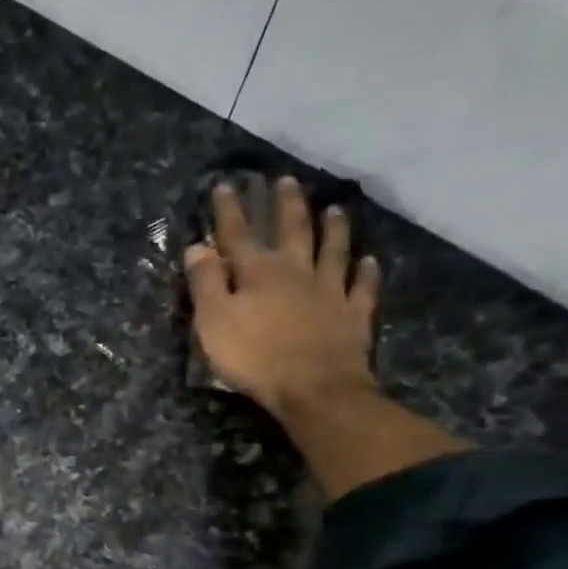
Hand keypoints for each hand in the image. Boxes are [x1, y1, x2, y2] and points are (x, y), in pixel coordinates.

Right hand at [184, 176, 380, 417]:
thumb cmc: (254, 357)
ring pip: (333, 251)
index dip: (229, 210)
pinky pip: (362, 288)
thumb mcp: (214, 321)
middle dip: (286, 205)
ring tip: (335, 209)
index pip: (239, 234)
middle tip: (285, 180)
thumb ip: (205, 283)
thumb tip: (197, 247)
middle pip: (293, 231)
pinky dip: (366, 273)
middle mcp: (297, 272)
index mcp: (258, 273)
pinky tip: (370, 261)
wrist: (313, 388)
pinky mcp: (353, 316)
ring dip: (333, 229)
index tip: (225, 185)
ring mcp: (330, 292)